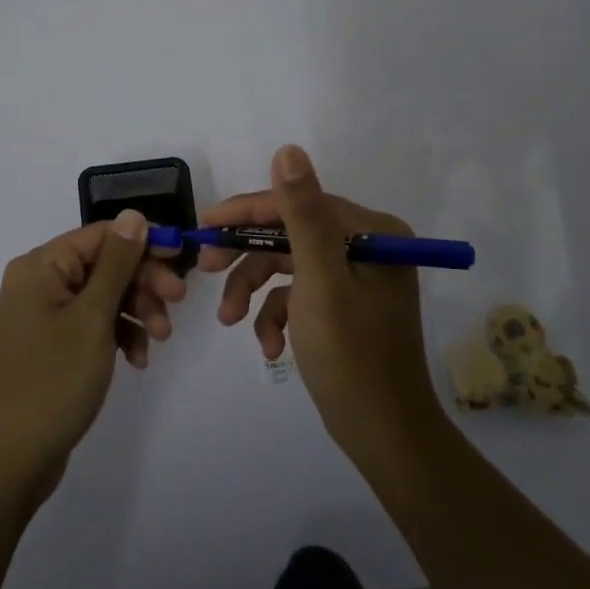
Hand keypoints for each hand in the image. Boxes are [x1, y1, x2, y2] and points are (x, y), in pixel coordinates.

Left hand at [0, 210, 182, 498]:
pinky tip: (137, 360)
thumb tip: (134, 215)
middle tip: (177, 304)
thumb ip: (117, 263)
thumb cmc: (52, 380)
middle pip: (105, 264)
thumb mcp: (93, 317)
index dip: (143, 244)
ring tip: (160, 340)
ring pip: (104, 296)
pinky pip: (94, 325)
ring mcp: (45, 316)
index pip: (102, 235)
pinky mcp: (53, 346)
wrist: (8, 461)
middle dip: (143, 283)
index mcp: (41, 266)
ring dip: (137, 311)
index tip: (181, 261)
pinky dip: (119, 336)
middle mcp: (40, 283)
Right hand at [203, 145, 443, 458]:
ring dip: (256, 291)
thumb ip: (302, 215)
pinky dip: (277, 315)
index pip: (297, 204)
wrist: (385, 438)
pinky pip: (299, 296)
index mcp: (371, 232)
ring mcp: (354, 277)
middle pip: (290, 234)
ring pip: (288, 266)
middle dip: (247, 256)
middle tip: (207, 269)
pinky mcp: (343, 306)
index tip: (204, 225)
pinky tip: (269, 346)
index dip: (247, 212)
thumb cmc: (352, 357)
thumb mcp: (320, 282)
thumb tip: (288, 149)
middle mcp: (366, 246)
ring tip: (231, 321)